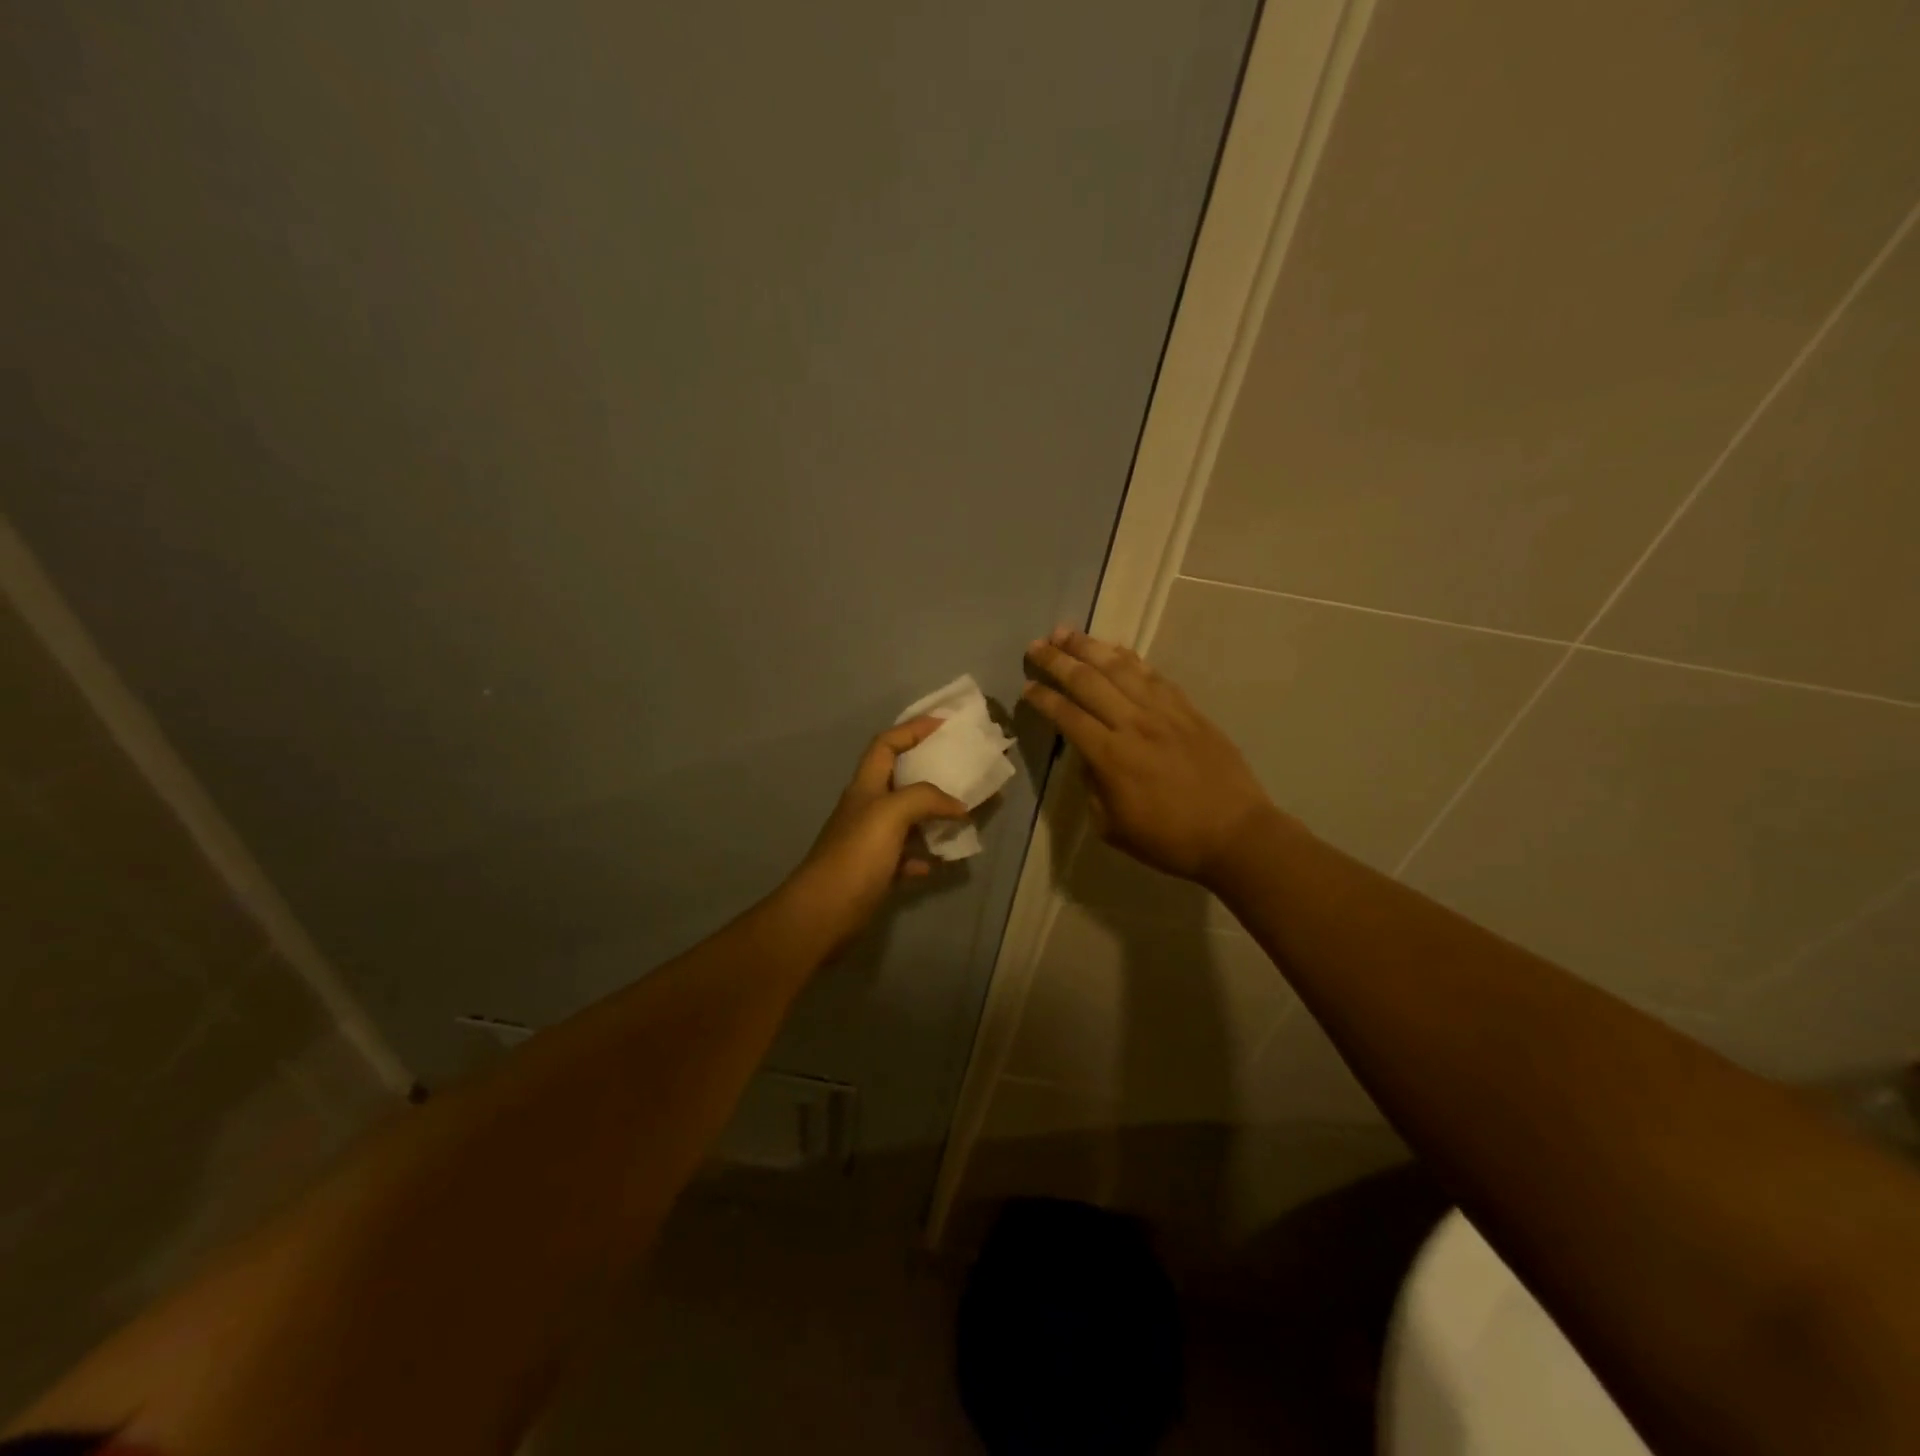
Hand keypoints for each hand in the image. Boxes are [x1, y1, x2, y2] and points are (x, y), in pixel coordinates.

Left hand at [778, 718, 972, 953]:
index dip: (912, 729)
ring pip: (907, 820)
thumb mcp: (890, 814)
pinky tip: (941, 861)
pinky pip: (905, 858)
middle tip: (965, 771)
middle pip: (900, 779)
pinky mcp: (875, 873)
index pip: (886, 744)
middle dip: (932, 772)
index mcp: (866, 787)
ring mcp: (870, 842)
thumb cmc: (855, 855)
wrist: (822, 913)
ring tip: (965, 816)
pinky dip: (924, 855)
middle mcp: (867, 809)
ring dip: (934, 816)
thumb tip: (959, 805)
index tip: (944, 725)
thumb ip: (925, 798)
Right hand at [1023, 628, 1277, 885]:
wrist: (1235, 833)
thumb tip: (1086, 757)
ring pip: (1119, 668)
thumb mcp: (1113, 827)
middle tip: (1035, 646)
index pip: (1067, 716)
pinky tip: (1114, 648)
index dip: (1043, 698)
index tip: (1026, 687)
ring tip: (1066, 633)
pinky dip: (1129, 657)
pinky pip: (1153, 675)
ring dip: (1089, 647)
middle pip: (1088, 681)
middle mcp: (1133, 724)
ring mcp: (1164, 712)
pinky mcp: (1188, 709)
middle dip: (1057, 661)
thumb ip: (1092, 787)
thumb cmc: (1170, 840)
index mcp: (1110, 756)